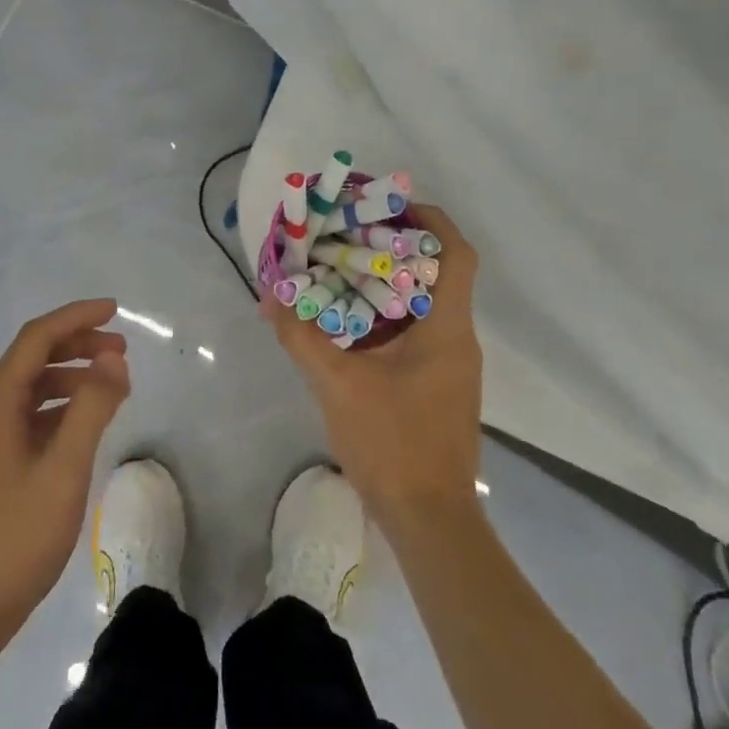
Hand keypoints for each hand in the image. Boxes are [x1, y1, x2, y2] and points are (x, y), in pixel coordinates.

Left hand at [0, 299, 130, 652]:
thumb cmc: (13, 539)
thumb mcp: (64, 470)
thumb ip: (91, 408)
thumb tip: (113, 358)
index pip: (37, 338)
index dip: (77, 317)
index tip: (115, 311)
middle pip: (32, 359)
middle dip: (78, 346)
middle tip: (121, 352)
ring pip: (29, 390)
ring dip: (70, 379)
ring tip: (111, 389)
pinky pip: (25, 418)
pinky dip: (57, 410)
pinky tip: (82, 428)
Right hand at [264, 205, 482, 528]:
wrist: (430, 523)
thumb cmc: (393, 444)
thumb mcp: (337, 384)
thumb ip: (301, 336)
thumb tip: (269, 297)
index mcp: (446, 327)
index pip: (457, 254)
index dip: (431, 220)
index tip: (392, 205)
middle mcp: (458, 339)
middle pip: (439, 272)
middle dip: (399, 246)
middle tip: (355, 233)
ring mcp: (453, 366)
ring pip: (427, 303)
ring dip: (391, 282)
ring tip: (346, 268)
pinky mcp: (441, 387)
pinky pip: (420, 331)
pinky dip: (390, 315)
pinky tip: (352, 323)